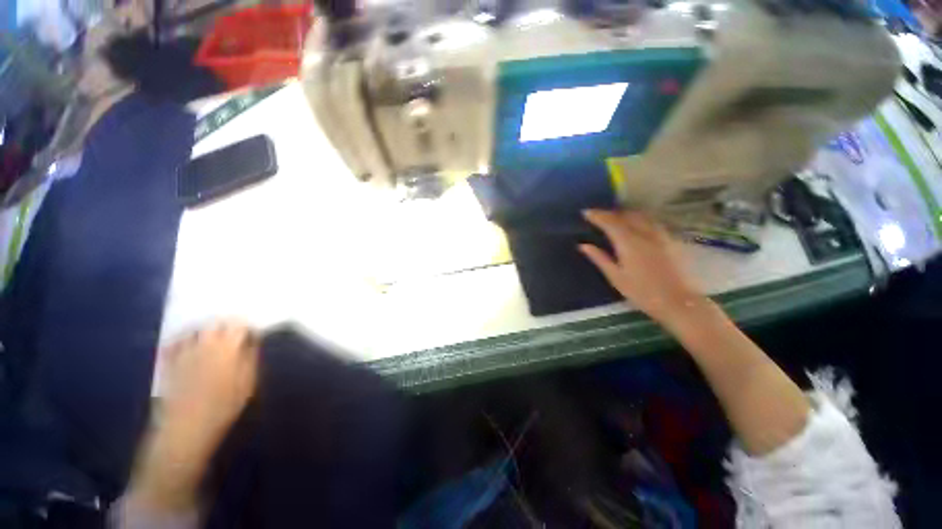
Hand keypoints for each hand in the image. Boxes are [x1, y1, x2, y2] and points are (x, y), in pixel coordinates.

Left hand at [159, 321, 259, 450]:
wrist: (186, 428)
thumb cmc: (223, 406)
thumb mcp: (247, 384)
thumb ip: (250, 359)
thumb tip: (252, 342)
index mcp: (227, 348)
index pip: (239, 325)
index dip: (247, 326)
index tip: (251, 333)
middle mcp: (204, 344)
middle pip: (215, 322)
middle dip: (226, 324)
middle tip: (232, 333)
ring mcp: (183, 352)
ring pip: (194, 329)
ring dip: (204, 329)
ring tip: (211, 336)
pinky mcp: (168, 362)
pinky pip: (173, 342)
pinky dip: (182, 338)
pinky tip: (187, 344)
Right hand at [579, 209, 705, 326]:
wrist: (678, 302)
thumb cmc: (642, 292)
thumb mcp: (616, 277)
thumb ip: (599, 258)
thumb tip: (583, 245)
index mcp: (628, 243)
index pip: (610, 222)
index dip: (597, 216)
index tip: (585, 212)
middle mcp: (644, 234)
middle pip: (625, 216)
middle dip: (610, 213)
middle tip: (598, 215)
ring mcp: (660, 235)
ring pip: (640, 216)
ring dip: (625, 213)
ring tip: (615, 216)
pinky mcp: (670, 240)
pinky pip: (651, 221)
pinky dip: (639, 218)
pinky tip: (637, 224)